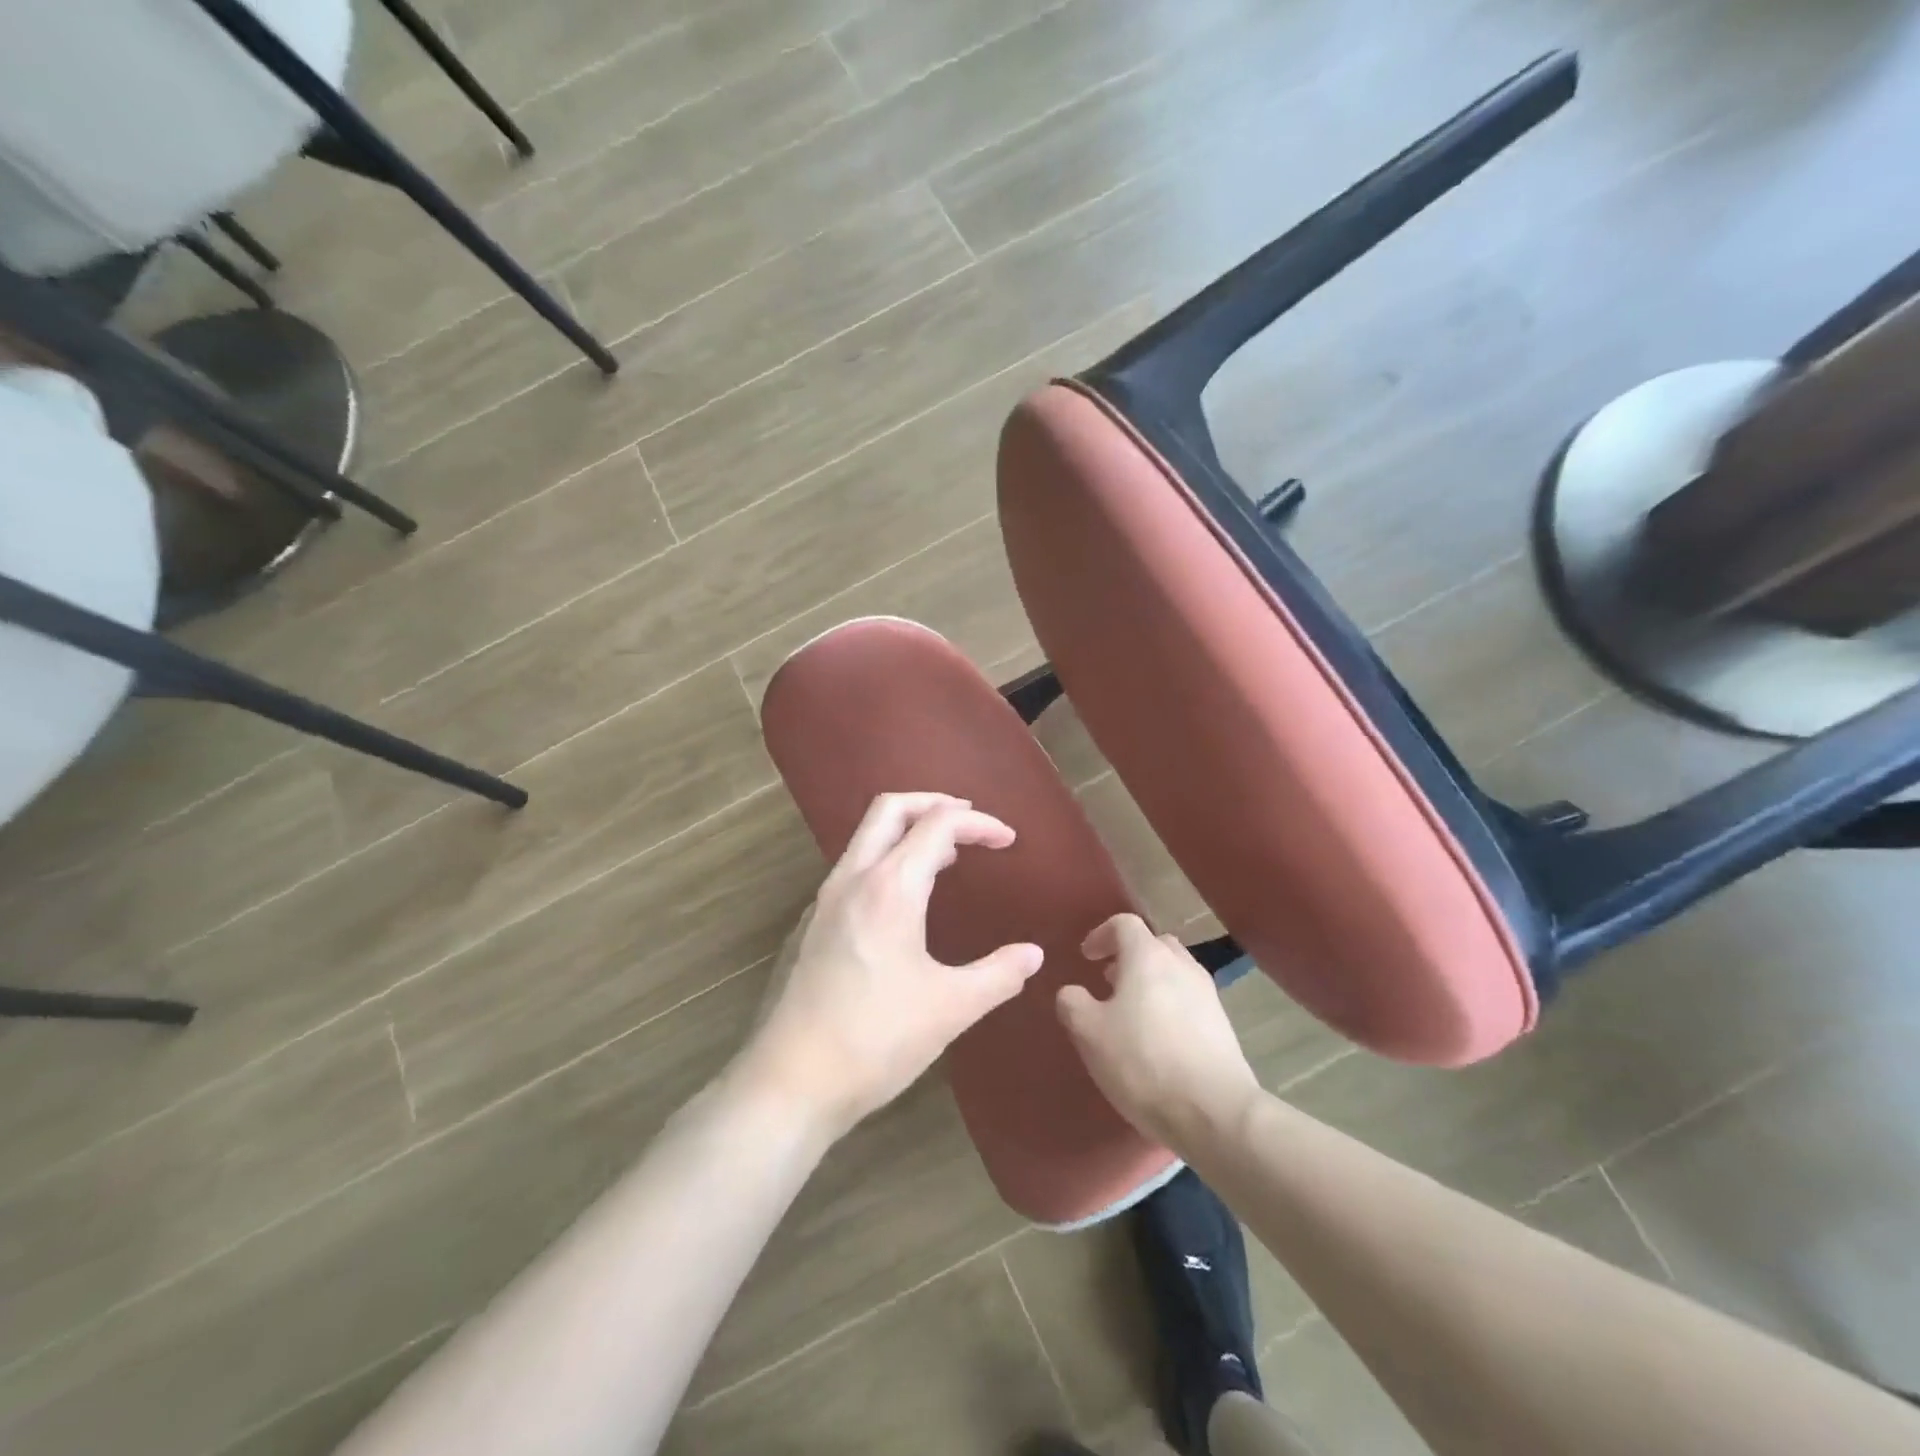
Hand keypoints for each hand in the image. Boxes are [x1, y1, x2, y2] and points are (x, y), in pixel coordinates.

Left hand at [737, 793, 1043, 1139]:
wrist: (792, 1081)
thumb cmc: (876, 1039)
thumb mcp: (951, 1008)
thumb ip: (998, 974)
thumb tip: (1033, 955)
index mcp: (890, 887)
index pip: (938, 825)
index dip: (979, 824)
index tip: (1009, 841)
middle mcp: (853, 879)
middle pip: (890, 809)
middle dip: (933, 803)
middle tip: (970, 822)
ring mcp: (826, 900)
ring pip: (866, 836)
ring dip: (907, 830)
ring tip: (946, 856)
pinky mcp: (813, 924)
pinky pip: (854, 867)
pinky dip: (886, 858)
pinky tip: (904, 900)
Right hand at [1057, 914, 1258, 1147]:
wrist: (1214, 1111)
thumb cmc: (1142, 1061)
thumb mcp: (1088, 1032)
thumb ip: (1072, 1003)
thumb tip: (1072, 992)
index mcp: (1147, 956)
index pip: (1124, 923)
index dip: (1101, 935)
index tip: (1086, 958)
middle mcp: (1181, 965)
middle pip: (1154, 944)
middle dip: (1129, 957)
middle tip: (1109, 982)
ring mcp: (1207, 994)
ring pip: (1174, 973)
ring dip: (1151, 982)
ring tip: (1132, 1014)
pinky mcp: (1223, 1025)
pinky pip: (1189, 1001)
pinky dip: (1170, 1007)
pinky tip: (1158, 1041)